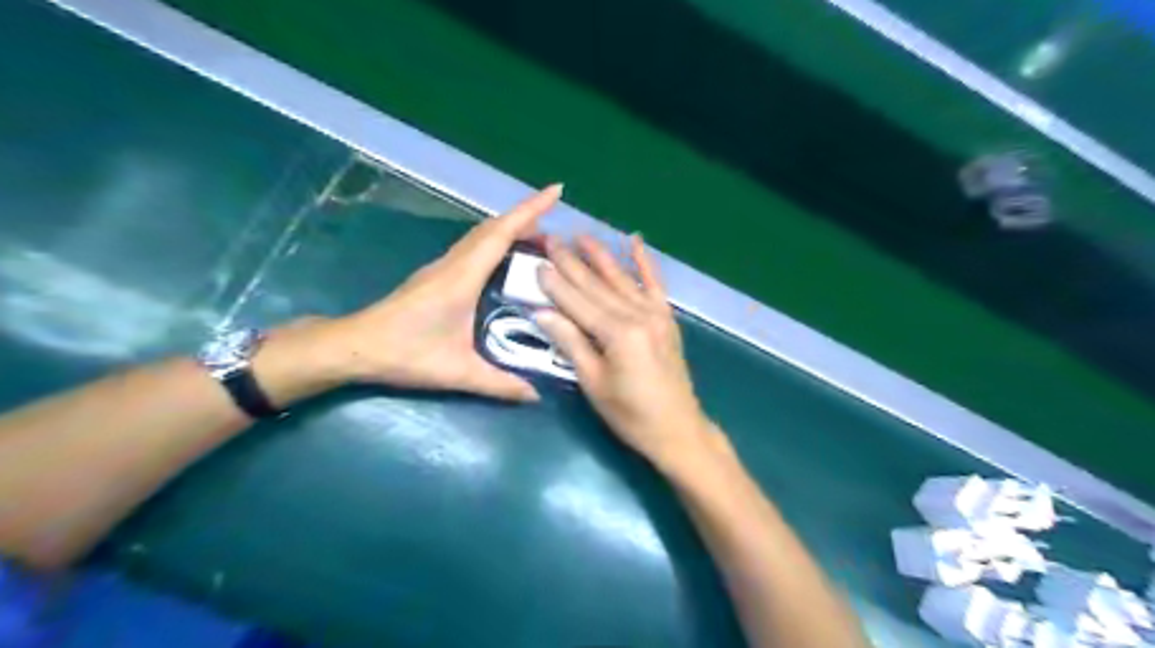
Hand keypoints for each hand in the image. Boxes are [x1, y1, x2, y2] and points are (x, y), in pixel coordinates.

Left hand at [282, 186, 561, 401]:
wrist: (354, 347)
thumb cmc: (404, 354)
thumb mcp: (457, 373)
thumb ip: (499, 384)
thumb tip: (536, 396)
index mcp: (462, 277)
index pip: (502, 233)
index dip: (531, 210)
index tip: (556, 191)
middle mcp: (453, 264)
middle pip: (493, 228)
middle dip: (527, 218)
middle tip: (557, 229)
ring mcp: (442, 267)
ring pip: (481, 235)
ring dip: (510, 229)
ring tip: (538, 241)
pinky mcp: (436, 275)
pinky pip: (473, 247)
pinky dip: (495, 241)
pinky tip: (505, 259)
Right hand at [540, 236, 719, 468]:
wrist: (678, 429)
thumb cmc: (630, 415)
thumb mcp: (594, 384)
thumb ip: (571, 343)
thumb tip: (543, 313)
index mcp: (619, 334)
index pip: (579, 302)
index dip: (556, 282)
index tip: (537, 260)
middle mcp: (639, 316)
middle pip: (598, 285)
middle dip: (572, 262)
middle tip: (551, 239)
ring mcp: (657, 314)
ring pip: (622, 280)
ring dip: (600, 256)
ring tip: (581, 235)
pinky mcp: (667, 319)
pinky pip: (654, 285)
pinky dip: (644, 263)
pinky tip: (635, 242)